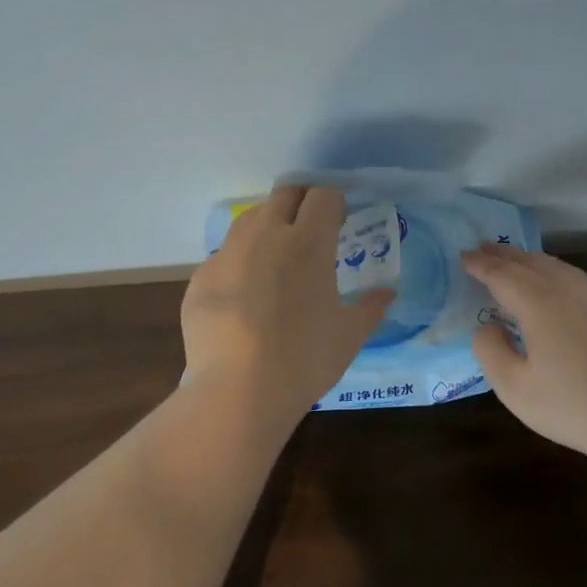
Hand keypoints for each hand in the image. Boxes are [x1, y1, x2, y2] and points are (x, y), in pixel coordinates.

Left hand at [182, 185, 393, 419]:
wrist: (238, 391)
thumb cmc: (305, 358)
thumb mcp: (349, 336)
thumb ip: (370, 308)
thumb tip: (386, 294)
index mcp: (308, 242)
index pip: (322, 196)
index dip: (333, 204)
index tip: (339, 222)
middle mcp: (265, 235)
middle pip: (283, 195)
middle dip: (300, 203)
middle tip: (309, 231)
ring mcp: (227, 255)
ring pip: (248, 220)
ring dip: (267, 227)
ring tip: (275, 259)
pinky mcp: (200, 278)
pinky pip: (224, 258)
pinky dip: (239, 265)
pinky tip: (244, 298)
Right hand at [462, 244, 586, 463]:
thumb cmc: (573, 406)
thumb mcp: (514, 387)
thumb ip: (490, 350)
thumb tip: (488, 327)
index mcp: (539, 303)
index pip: (501, 274)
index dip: (480, 264)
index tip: (464, 256)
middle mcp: (569, 288)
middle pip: (530, 262)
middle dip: (504, 255)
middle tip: (483, 250)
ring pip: (558, 267)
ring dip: (531, 261)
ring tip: (515, 263)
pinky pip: (579, 279)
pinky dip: (557, 274)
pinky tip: (558, 287)